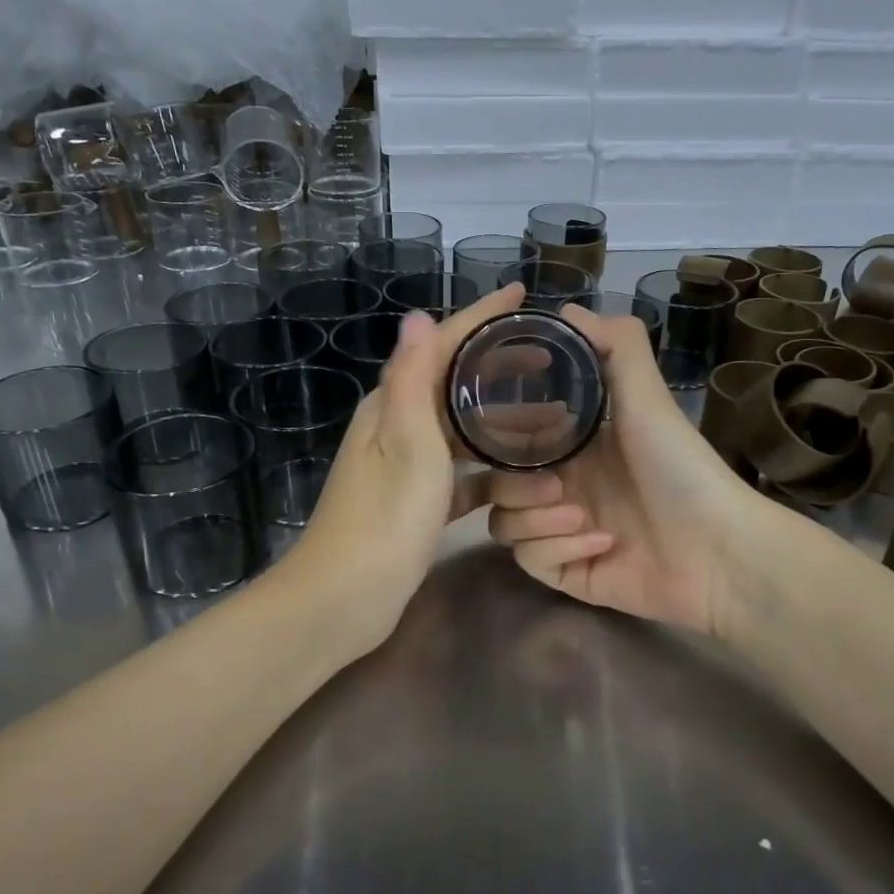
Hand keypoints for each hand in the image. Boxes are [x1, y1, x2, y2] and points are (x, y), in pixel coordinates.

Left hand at [271, 284, 524, 657]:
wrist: (343, 599)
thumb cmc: (383, 520)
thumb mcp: (406, 445)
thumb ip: (412, 380)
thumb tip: (416, 315)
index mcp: (392, 405)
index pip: (440, 344)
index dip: (480, 316)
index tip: (522, 295)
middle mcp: (396, 427)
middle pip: (453, 381)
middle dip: (496, 364)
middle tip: (547, 357)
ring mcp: (405, 466)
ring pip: (460, 428)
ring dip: (500, 419)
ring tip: (550, 415)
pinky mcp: (415, 502)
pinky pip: (461, 472)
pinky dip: (489, 468)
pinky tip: (521, 473)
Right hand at [486, 305, 790, 639]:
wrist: (720, 551)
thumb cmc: (680, 468)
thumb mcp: (648, 399)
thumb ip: (615, 348)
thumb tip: (567, 308)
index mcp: (573, 447)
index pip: (511, 438)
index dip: (498, 434)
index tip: (498, 431)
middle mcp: (562, 487)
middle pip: (497, 485)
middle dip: (515, 485)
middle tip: (555, 484)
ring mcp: (561, 533)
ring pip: (503, 525)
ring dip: (537, 520)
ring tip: (581, 517)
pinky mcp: (567, 573)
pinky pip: (530, 561)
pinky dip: (560, 551)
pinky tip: (603, 545)